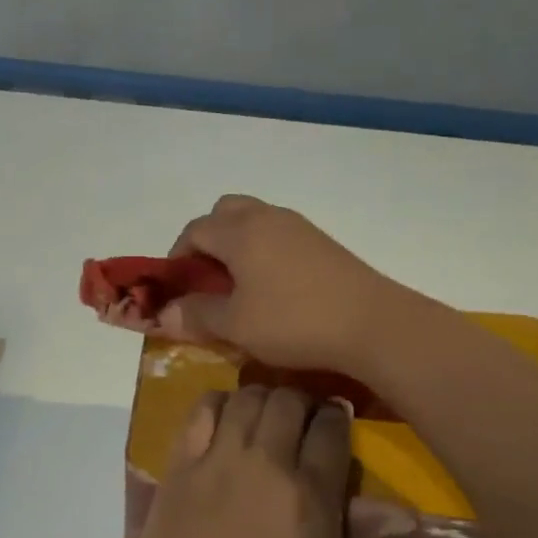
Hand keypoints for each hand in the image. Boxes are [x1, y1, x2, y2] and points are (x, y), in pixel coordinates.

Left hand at [125, 386, 352, 537]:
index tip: (334, 419)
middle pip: (288, 401)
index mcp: (310, 493)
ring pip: (247, 396)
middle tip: (298, 417)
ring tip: (261, 414)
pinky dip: (217, 403)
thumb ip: (355, 530)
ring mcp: (219, 457)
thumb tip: (404, 512)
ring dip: (261, 398)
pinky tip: (222, 416)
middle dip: (300, 402)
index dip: (336, 417)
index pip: (331, 429)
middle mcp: (266, 462)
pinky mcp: (181, 461)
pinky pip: (201, 409)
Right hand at [158, 195, 397, 373]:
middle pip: (224, 212)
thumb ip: (196, 316)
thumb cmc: (293, 322)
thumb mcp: (235, 326)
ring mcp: (299, 227)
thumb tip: (164, 314)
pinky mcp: (322, 243)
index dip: (177, 257)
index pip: (194, 230)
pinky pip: (278, 234)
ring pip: (254, 220)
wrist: (373, 324)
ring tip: (237, 285)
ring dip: (237, 244)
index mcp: (240, 231)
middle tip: (206, 277)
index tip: (176, 287)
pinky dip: (263, 251)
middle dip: (207, 239)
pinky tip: (272, 288)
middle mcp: (267, 218)